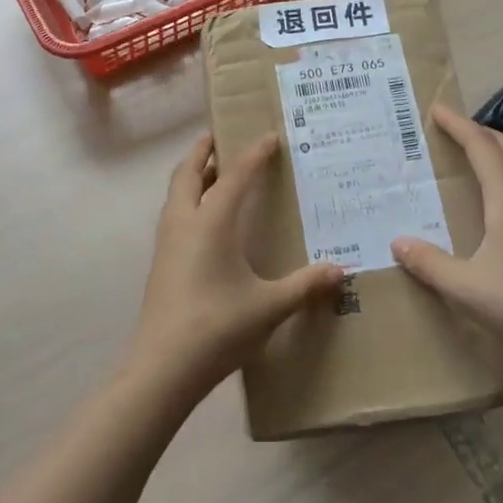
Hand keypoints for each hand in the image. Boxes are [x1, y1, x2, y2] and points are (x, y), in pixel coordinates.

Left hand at [127, 131, 344, 403]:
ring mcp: (167, 243)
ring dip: (193, 174)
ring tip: (215, 171)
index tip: (270, 135)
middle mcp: (184, 222)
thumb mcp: (269, 306)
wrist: (162, 367)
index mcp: (210, 221)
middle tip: (220, 135)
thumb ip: (305, 285)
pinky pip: (175, 214)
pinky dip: (189, 199)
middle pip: (189, 172)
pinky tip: (207, 220)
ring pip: (177, 193)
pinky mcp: (161, 263)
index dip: (254, 153)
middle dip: (204, 150)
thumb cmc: (218, 326)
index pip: (235, 175)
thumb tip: (341, 270)